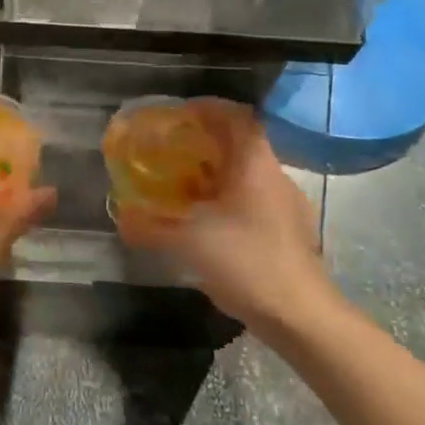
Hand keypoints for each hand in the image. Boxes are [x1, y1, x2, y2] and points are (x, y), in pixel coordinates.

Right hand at [113, 98, 329, 333]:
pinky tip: (207, 222)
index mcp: (254, 164)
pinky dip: (227, 199)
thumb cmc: (248, 262)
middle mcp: (274, 175)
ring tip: (182, 186)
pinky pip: (253, 199)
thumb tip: (122, 217)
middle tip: (170, 151)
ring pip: (246, 173)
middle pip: (239, 142)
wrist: (302, 316)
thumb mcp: (189, 243)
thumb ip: (151, 227)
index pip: (235, 115)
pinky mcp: (288, 230)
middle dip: (203, 142)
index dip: (205, 108)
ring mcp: (285, 203)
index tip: (176, 116)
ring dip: (215, 173)